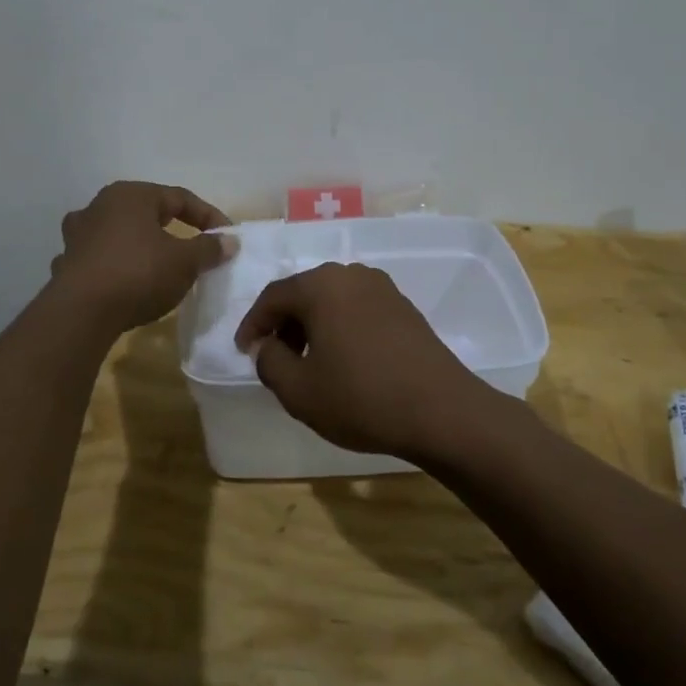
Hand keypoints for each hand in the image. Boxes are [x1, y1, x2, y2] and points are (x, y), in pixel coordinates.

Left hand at [51, 182, 234, 331]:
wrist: (81, 313)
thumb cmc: (138, 274)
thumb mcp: (184, 262)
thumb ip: (208, 248)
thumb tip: (229, 241)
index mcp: (131, 195)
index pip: (179, 198)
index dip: (207, 216)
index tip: (225, 237)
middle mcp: (100, 205)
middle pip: (145, 212)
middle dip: (171, 228)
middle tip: (191, 247)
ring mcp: (77, 234)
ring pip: (117, 233)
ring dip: (136, 244)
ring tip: (153, 262)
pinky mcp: (66, 263)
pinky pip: (98, 258)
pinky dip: (113, 266)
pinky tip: (121, 282)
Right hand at [236, 262, 495, 461]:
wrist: (441, 410)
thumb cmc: (360, 397)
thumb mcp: (298, 390)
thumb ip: (269, 362)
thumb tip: (266, 345)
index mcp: (320, 285)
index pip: (273, 296)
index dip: (253, 324)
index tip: (244, 351)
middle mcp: (350, 274)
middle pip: (304, 294)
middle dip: (284, 324)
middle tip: (275, 358)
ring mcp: (382, 288)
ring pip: (332, 301)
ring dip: (313, 326)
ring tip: (308, 363)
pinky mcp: (403, 307)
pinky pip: (357, 309)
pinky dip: (340, 328)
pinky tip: (344, 360)